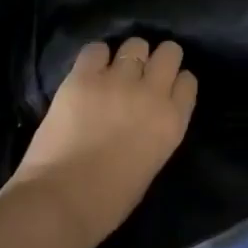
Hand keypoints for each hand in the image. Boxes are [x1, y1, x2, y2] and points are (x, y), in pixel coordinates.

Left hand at [5, 39, 197, 247]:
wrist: (60, 202)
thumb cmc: (108, 202)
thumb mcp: (151, 164)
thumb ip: (156, 132)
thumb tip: (145, 119)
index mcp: (172, 121)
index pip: (187, 81)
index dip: (175, 82)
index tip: (164, 90)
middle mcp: (152, 93)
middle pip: (169, 52)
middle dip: (158, 59)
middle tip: (142, 74)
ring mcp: (118, 82)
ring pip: (135, 45)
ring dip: (127, 56)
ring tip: (113, 71)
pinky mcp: (83, 78)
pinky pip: (96, 49)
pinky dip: (94, 58)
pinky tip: (88, 73)